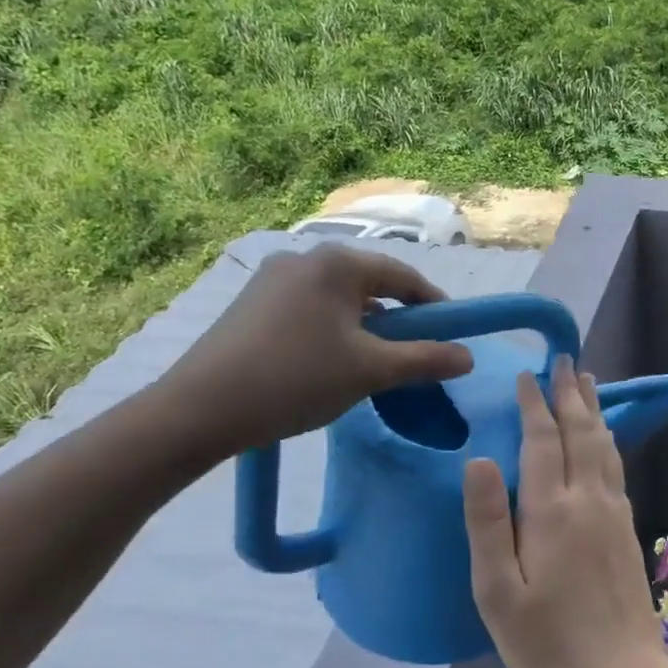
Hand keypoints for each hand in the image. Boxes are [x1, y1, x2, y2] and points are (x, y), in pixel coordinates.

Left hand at [153, 243, 474, 459]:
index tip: (451, 336)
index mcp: (337, 263)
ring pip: (338, 298)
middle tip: (411, 354)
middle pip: (370, 284)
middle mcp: (304, 257)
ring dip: (364, 326)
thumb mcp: (371, 371)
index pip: (403, 276)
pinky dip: (332, 329)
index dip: (433, 306)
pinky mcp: (251, 301)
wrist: (199, 410)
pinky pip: (309, 307)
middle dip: (397, 318)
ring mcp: (272, 278)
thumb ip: (425, 360)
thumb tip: (468, 356)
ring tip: (369, 363)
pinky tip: (327, 363)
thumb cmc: (296, 380)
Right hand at [463, 358, 667, 667]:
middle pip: (579, 431)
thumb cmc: (547, 639)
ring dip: (592, 408)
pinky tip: (605, 436)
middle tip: (564, 359)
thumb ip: (487, 523)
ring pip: (603, 443)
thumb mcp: (498, 591)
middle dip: (568, 392)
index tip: (526, 375)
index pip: (541, 440)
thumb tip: (479, 459)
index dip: (533, 404)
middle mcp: (587, 498)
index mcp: (551, 510)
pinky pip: (615, 465)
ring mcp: (613, 510)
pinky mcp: (627, 526)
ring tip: (586, 381)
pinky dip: (607, 438)